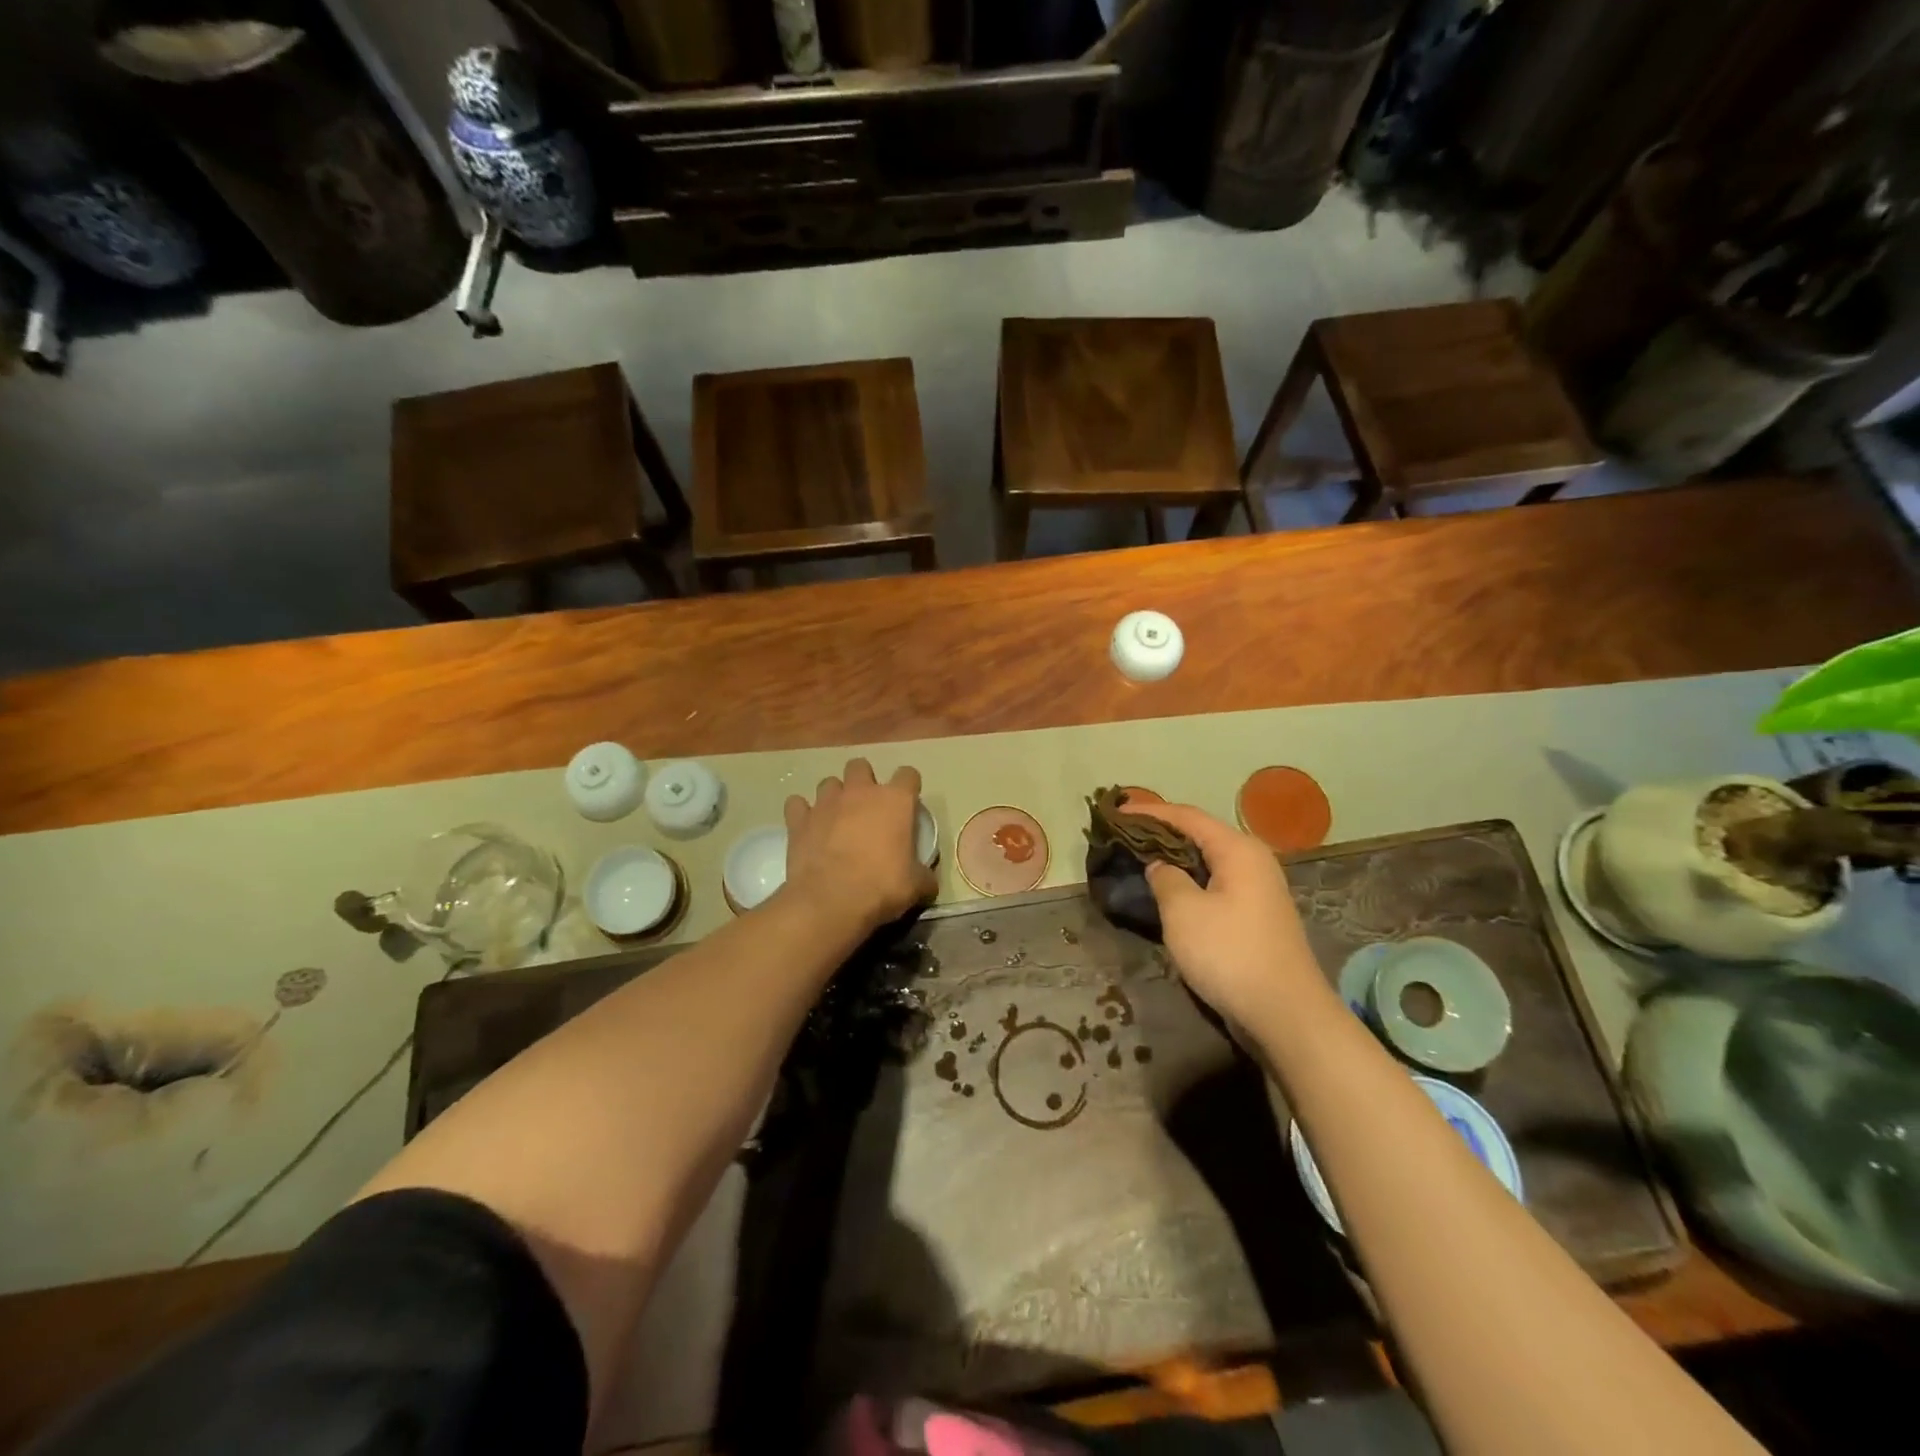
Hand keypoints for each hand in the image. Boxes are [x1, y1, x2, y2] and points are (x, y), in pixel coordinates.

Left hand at [782, 758, 935, 932]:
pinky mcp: (799, 819)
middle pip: (861, 766)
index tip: (908, 804)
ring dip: (834, 796)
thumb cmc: (881, 887)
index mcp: (894, 800)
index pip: (908, 775)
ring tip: (836, 818)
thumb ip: (924, 876)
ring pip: (829, 782)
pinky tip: (807, 827)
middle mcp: (860, 792)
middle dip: (864, 781)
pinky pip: (797, 804)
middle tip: (867, 808)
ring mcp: (826, 803)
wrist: (831, 901)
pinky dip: (802, 813)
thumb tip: (929, 882)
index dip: (909, 787)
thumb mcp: (915, 886)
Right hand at [1132, 803, 1324, 1029]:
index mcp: (1238, 850)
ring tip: (1140, 859)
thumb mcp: (1183, 912)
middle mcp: (1253, 861)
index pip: (1187, 816)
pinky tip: (1169, 891)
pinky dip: (1189, 880)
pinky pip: (1215, 884)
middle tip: (1124, 834)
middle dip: (1161, 832)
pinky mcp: (1256, 916)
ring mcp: (1258, 889)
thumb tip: (1159, 865)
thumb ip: (1165, 878)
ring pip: (1208, 861)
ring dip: (1174, 858)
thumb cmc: (1230, 954)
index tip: (1117, 812)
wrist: (1286, 1014)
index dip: (1149, 811)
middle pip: (1200, 835)